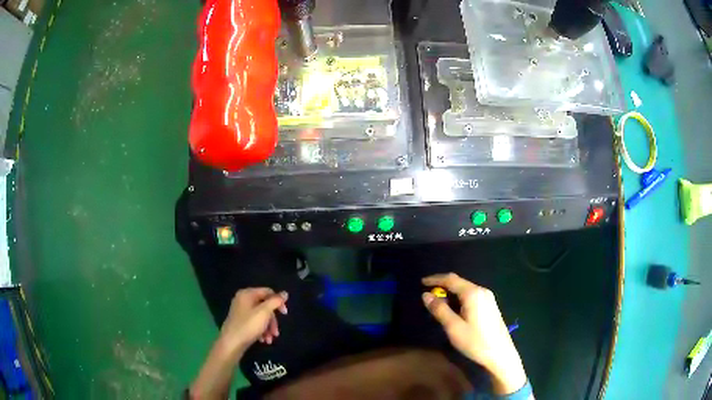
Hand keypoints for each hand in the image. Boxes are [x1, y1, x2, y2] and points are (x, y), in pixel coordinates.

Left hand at [218, 288, 287, 356]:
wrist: (231, 343)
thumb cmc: (248, 326)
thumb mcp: (264, 312)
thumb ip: (275, 301)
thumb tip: (284, 293)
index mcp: (247, 294)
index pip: (268, 292)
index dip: (278, 302)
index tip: (285, 314)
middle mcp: (243, 300)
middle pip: (265, 306)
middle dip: (273, 320)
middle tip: (276, 332)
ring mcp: (241, 311)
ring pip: (261, 316)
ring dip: (268, 328)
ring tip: (270, 339)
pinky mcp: (240, 322)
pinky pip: (255, 323)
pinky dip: (261, 331)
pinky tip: (263, 340)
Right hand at [422, 273, 526, 394]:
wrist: (500, 354)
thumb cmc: (475, 341)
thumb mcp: (453, 327)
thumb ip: (439, 310)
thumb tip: (425, 295)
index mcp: (473, 293)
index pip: (451, 279)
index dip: (435, 279)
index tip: (421, 282)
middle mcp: (482, 291)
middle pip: (459, 283)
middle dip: (443, 287)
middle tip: (428, 297)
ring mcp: (488, 298)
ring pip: (465, 290)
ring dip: (451, 294)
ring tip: (439, 306)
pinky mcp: (490, 306)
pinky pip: (471, 297)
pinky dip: (459, 299)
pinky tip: (455, 311)